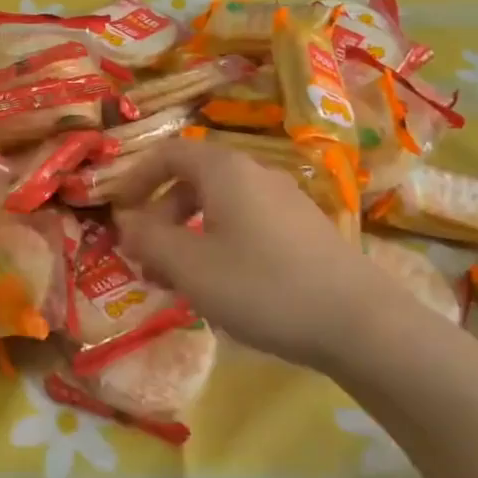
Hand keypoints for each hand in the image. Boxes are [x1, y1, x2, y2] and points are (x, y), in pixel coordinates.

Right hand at [113, 140, 387, 366]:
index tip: (118, 210)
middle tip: (146, 258)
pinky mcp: (304, 231)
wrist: (358, 323)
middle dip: (161, 216)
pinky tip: (221, 287)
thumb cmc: (262, 286)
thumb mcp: (190, 266)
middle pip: (193, 182)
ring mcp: (286, 201)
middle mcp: (256, 174)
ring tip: (176, 281)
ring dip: (187, 236)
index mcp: (225, 171)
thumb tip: (127, 223)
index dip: (135, 177)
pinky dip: (219, 245)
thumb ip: (149, 240)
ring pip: (220, 208)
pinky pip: (246, 225)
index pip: (169, 153)